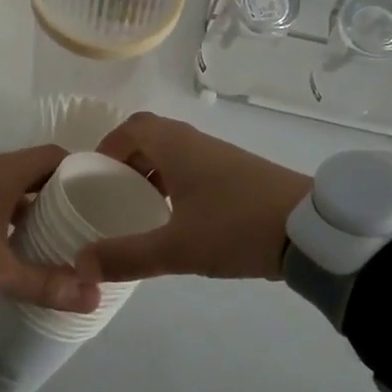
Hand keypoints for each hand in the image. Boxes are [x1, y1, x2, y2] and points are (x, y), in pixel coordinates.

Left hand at [0, 145, 101, 312]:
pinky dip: (12, 220)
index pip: (56, 157)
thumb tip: (92, 297)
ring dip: (36, 210)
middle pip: (38, 174)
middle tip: (89, 224)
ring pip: (14, 191)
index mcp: (6, 171)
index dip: (82, 172)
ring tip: (61, 240)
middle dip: (63, 196)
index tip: (104, 196)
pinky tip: (18, 249)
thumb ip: (42, 283)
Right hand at [86, 113, 311, 281]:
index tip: (92, 175)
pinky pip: (195, 169)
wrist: (310, 230)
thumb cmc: (236, 227)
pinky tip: (177, 220)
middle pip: (152, 139)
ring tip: (138, 210)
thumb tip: (80, 264)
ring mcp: (221, 157)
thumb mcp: (176, 248)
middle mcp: (197, 143)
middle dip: (127, 163)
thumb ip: (127, 256)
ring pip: (175, 155)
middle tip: (110, 196)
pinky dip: (176, 185)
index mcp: (177, 146)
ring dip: (152, 175)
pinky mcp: (240, 176)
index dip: (108, 145)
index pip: (133, 127)